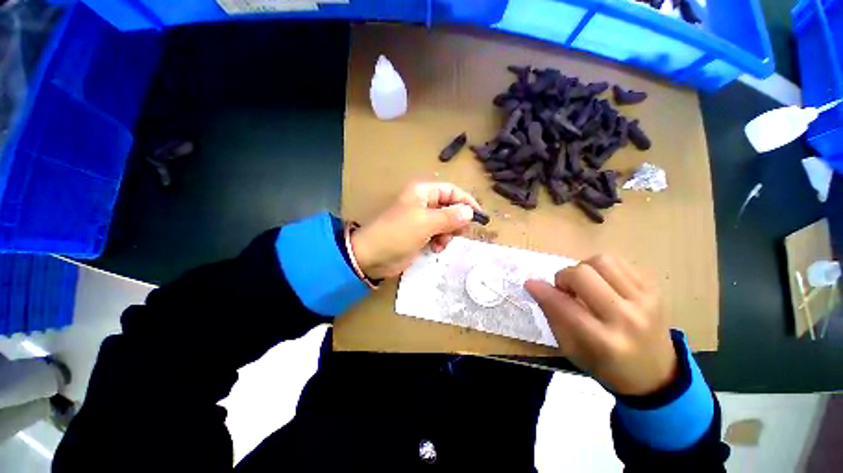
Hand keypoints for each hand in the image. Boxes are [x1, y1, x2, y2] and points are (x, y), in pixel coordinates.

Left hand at [351, 182, 481, 279]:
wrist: (372, 256)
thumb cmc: (398, 234)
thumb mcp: (426, 223)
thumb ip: (450, 217)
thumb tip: (470, 212)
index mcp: (423, 192)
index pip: (451, 191)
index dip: (466, 202)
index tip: (479, 217)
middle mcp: (423, 203)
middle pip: (450, 207)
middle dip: (456, 221)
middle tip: (458, 233)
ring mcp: (421, 220)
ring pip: (446, 222)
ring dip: (449, 233)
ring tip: (442, 243)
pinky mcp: (420, 234)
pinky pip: (438, 234)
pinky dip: (441, 241)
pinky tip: (436, 248)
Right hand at [525, 255, 676, 395]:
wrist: (657, 374)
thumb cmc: (606, 365)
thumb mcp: (571, 349)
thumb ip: (552, 314)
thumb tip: (534, 285)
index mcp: (603, 341)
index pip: (564, 305)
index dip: (542, 291)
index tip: (531, 284)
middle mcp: (626, 318)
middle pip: (582, 274)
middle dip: (564, 277)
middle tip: (566, 289)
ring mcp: (645, 301)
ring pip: (602, 261)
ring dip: (584, 269)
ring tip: (586, 284)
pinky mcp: (654, 289)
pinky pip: (619, 262)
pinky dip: (602, 269)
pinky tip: (603, 283)